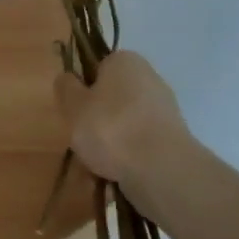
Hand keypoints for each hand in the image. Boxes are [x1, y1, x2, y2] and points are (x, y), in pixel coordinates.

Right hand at [53, 51, 189, 204]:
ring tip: (95, 168)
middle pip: (111, 99)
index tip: (74, 111)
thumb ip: (66, 88)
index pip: (97, 68)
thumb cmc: (111, 128)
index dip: (82, 89)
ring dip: (108, 145)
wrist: (161, 169)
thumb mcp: (74, 106)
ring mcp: (163, 110)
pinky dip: (126, 159)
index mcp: (125, 61)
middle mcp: (149, 78)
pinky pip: (138, 145)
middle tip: (81, 141)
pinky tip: (115, 176)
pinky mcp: (172, 139)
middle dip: (95, 121)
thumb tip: (69, 78)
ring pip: (123, 126)